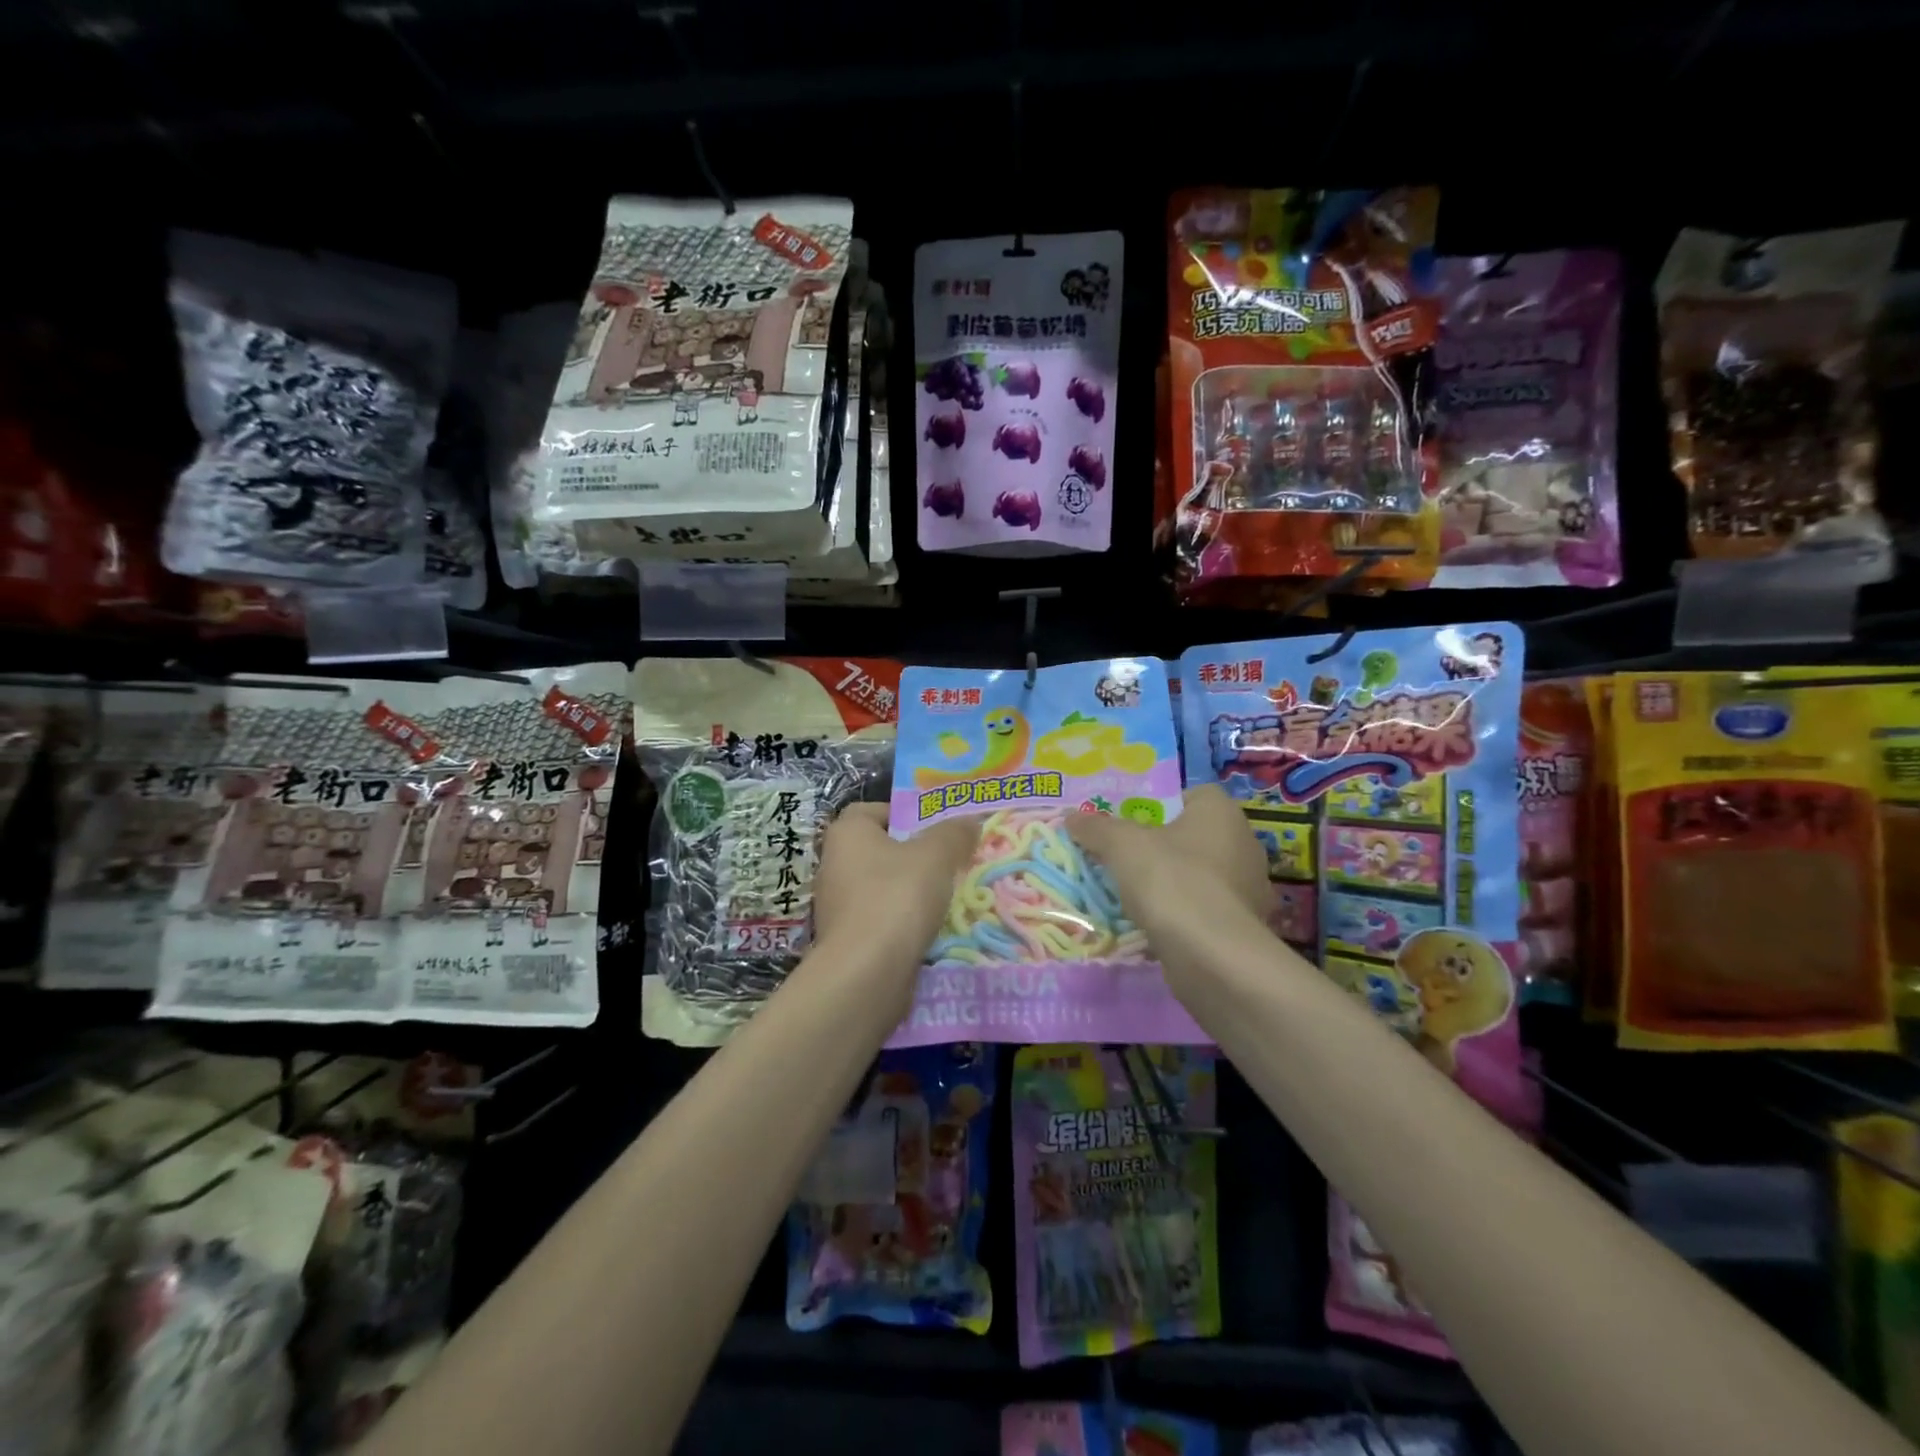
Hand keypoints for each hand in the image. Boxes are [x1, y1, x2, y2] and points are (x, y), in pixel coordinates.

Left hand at [814, 803, 979, 974]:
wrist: (866, 974)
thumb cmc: (897, 897)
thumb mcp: (936, 855)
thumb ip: (954, 833)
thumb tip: (968, 822)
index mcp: (847, 833)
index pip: (872, 810)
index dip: (904, 814)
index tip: (935, 828)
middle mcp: (834, 864)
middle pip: (880, 849)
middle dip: (914, 855)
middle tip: (950, 860)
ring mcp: (837, 905)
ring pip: (881, 887)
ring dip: (910, 891)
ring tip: (947, 896)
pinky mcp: (846, 940)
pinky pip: (881, 920)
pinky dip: (902, 923)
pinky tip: (930, 930)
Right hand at [1065, 785, 1270, 968]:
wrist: (1212, 956)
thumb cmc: (1171, 881)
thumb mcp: (1121, 845)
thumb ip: (1096, 828)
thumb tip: (1073, 817)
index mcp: (1222, 813)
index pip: (1193, 795)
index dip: (1161, 804)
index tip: (1131, 823)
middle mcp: (1244, 845)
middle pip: (1193, 836)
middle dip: (1161, 846)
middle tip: (1124, 857)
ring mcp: (1248, 889)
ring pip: (1200, 875)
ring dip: (1172, 883)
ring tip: (1134, 894)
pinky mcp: (1243, 928)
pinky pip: (1205, 909)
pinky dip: (1183, 914)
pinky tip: (1156, 924)